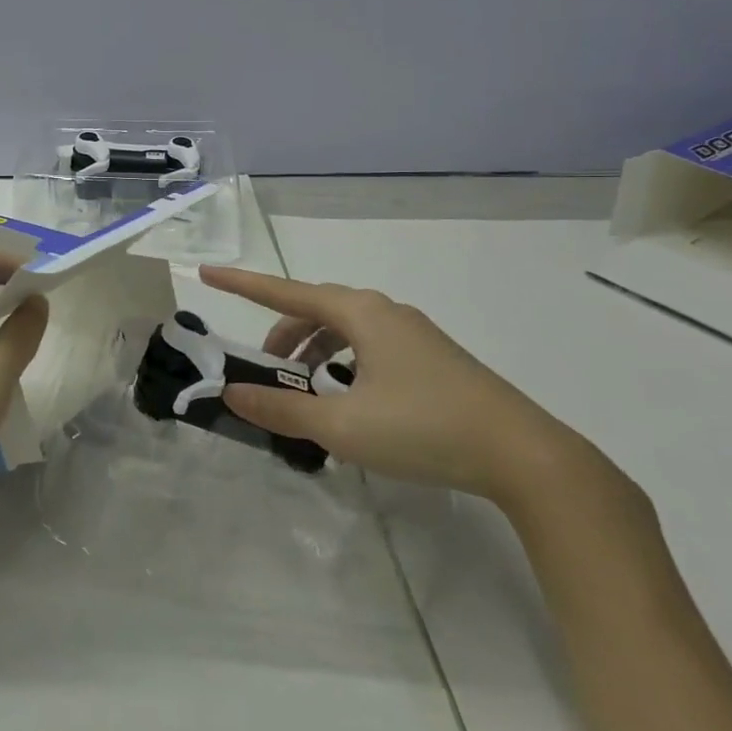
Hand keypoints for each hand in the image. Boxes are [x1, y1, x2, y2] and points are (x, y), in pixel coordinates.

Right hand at [198, 266, 592, 509]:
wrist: (524, 455)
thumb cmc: (424, 429)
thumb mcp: (343, 425)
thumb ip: (283, 409)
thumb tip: (233, 394)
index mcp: (360, 314)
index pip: (285, 292)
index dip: (242, 285)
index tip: (207, 275)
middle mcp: (384, 311)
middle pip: (315, 309)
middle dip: (282, 332)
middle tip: (263, 365)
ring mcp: (412, 333)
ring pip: (344, 328)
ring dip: (313, 350)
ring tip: (304, 388)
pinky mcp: (431, 357)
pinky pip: (369, 345)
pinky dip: (343, 361)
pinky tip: (347, 397)